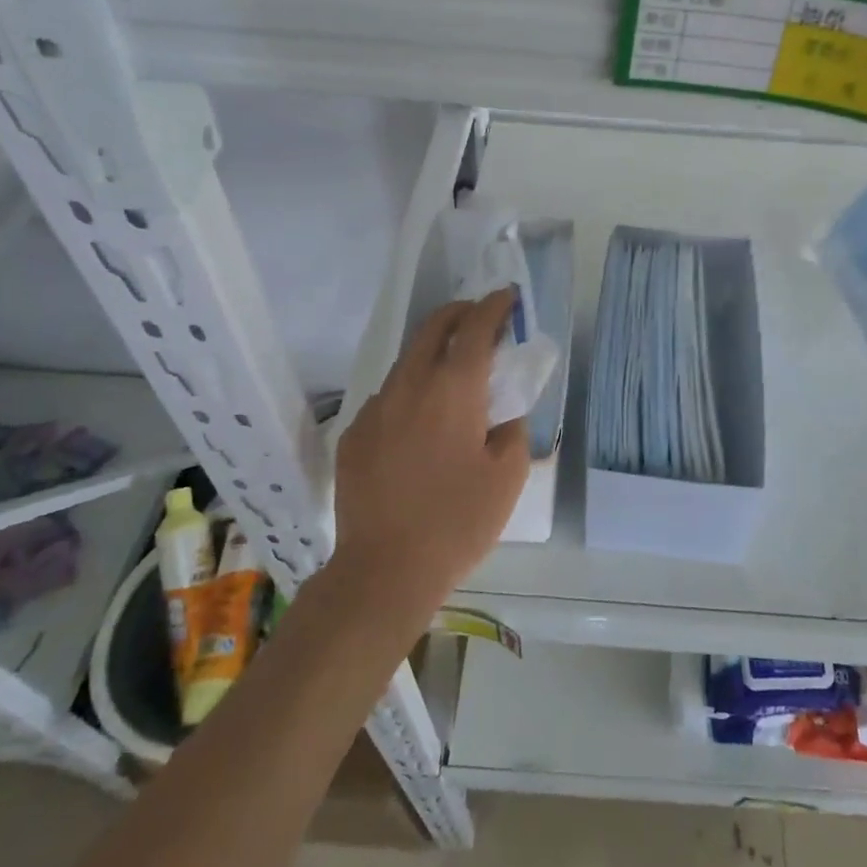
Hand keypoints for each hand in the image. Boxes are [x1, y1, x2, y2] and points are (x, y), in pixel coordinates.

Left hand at [333, 291, 530, 613]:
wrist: (385, 570)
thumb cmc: (458, 521)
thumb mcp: (508, 475)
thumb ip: (512, 429)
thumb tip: (502, 413)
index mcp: (454, 389)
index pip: (475, 328)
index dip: (494, 306)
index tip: (507, 296)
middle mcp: (410, 385)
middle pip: (433, 328)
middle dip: (459, 313)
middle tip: (479, 317)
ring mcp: (375, 408)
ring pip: (407, 362)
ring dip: (432, 353)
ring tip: (452, 372)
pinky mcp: (354, 434)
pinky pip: (387, 398)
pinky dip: (409, 392)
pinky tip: (419, 424)